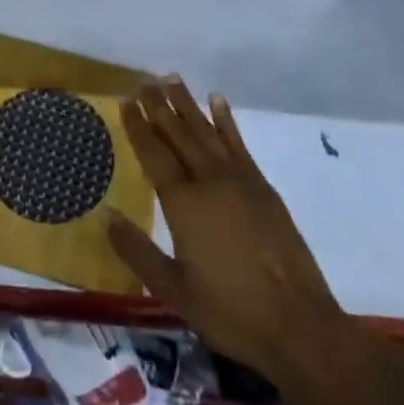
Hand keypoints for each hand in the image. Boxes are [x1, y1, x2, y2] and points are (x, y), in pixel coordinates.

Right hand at [108, 79, 341, 384]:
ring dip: (187, 104)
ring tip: (171, 79)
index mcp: (183, 204)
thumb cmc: (230, 312)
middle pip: (178, 135)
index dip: (138, 126)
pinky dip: (226, 120)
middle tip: (143, 82)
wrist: (298, 325)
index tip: (125, 100)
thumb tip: (106, 214)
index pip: (154, 154)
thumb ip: (138, 251)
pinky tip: (217, 100)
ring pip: (206, 131)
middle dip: (159, 107)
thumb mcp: (174, 290)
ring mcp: (239, 180)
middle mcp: (209, 181)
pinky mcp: (262, 186)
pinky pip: (238, 143)